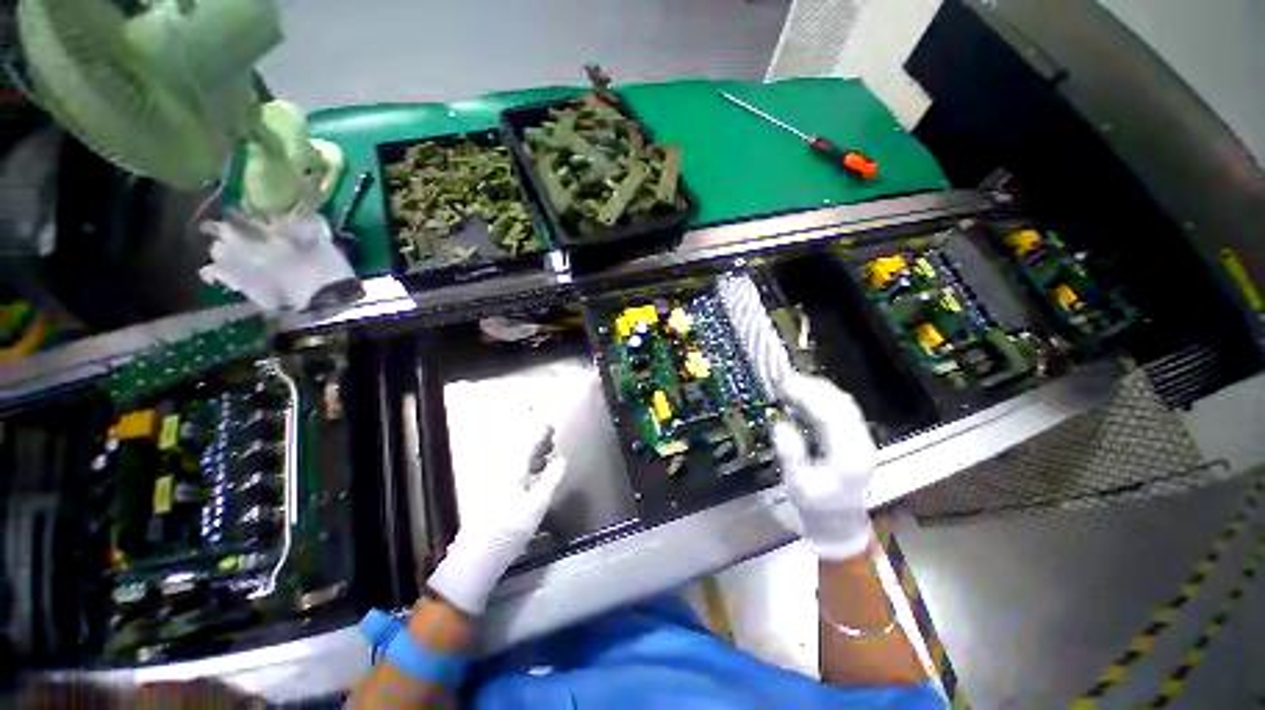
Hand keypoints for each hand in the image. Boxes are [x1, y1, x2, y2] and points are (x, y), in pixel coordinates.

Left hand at [426, 423, 565, 614]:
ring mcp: (494, 479)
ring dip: (531, 451)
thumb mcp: (537, 505)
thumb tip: (562, 459)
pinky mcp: (491, 490)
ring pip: (514, 456)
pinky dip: (524, 464)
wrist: (476, 557)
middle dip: (536, 438)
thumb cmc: (509, 530)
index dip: (541, 430)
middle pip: (519, 445)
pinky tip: (534, 473)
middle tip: (552, 439)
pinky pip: (511, 467)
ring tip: (547, 454)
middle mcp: (501, 468)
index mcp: (512, 468)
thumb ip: (551, 479)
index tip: (553, 426)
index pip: (528, 440)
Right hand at [771, 373, 876, 559]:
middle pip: (842, 404)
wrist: (840, 525)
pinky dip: (824, 397)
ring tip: (793, 382)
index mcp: (848, 458)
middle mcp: (861, 444)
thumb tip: (781, 423)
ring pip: (844, 403)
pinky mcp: (856, 438)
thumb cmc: (817, 508)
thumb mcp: (798, 485)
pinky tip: (807, 394)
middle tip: (784, 379)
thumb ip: (791, 454)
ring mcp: (862, 440)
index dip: (806, 396)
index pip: (830, 416)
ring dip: (819, 389)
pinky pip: (842, 409)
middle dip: (812, 387)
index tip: (783, 384)